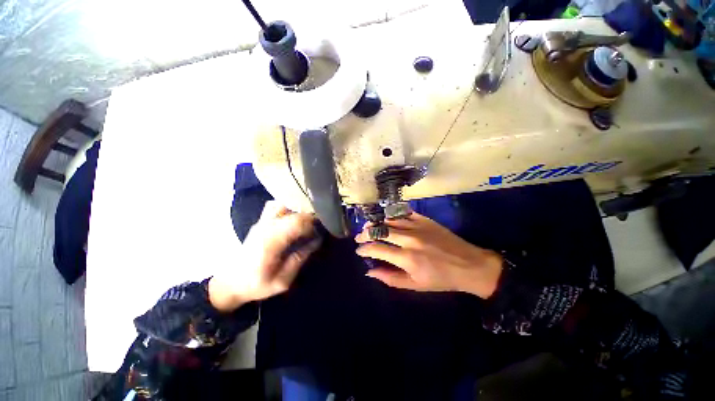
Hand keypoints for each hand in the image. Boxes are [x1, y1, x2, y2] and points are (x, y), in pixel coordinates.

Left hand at [209, 201, 321, 311]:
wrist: (230, 283)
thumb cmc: (256, 284)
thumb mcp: (282, 281)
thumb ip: (300, 259)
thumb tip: (317, 241)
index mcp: (271, 241)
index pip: (297, 221)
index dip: (312, 223)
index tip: (320, 231)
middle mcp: (266, 226)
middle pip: (292, 210)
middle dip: (309, 216)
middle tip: (317, 226)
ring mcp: (261, 222)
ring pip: (283, 204)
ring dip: (297, 210)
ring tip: (306, 221)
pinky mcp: (260, 222)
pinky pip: (276, 207)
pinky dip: (288, 208)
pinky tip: (293, 219)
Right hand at [355, 212, 502, 298]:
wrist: (469, 265)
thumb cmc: (441, 279)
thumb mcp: (415, 285)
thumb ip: (390, 278)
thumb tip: (369, 271)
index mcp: (407, 258)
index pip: (377, 249)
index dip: (364, 249)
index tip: (359, 250)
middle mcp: (409, 239)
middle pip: (380, 231)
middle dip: (365, 234)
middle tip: (359, 237)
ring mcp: (417, 226)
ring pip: (389, 220)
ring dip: (376, 223)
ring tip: (369, 227)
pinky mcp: (425, 219)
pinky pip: (403, 213)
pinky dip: (392, 215)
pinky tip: (387, 218)